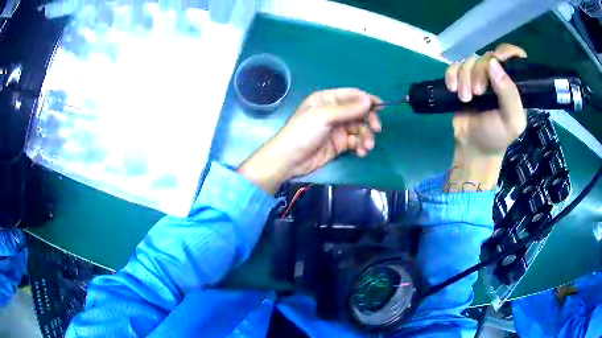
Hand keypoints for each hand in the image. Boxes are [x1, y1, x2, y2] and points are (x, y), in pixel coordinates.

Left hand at [239, 88, 382, 193]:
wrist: (290, 160)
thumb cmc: (303, 132)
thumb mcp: (324, 116)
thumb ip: (348, 109)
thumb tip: (369, 101)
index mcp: (327, 99)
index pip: (352, 95)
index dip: (367, 99)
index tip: (381, 107)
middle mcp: (334, 112)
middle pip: (359, 112)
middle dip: (369, 120)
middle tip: (376, 129)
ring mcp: (337, 129)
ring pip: (360, 128)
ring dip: (366, 137)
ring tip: (367, 147)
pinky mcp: (339, 144)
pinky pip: (356, 142)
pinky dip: (361, 146)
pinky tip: (361, 152)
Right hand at [444, 44, 527, 191]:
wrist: (473, 147)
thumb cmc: (497, 136)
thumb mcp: (512, 121)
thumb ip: (509, 94)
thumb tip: (493, 63)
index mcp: (513, 84)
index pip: (515, 56)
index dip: (506, 52)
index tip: (496, 59)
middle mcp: (497, 76)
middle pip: (487, 57)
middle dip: (479, 73)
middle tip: (477, 93)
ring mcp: (478, 76)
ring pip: (469, 61)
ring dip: (464, 78)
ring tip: (465, 99)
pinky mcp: (462, 79)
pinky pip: (454, 66)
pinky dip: (452, 75)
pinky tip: (453, 89)